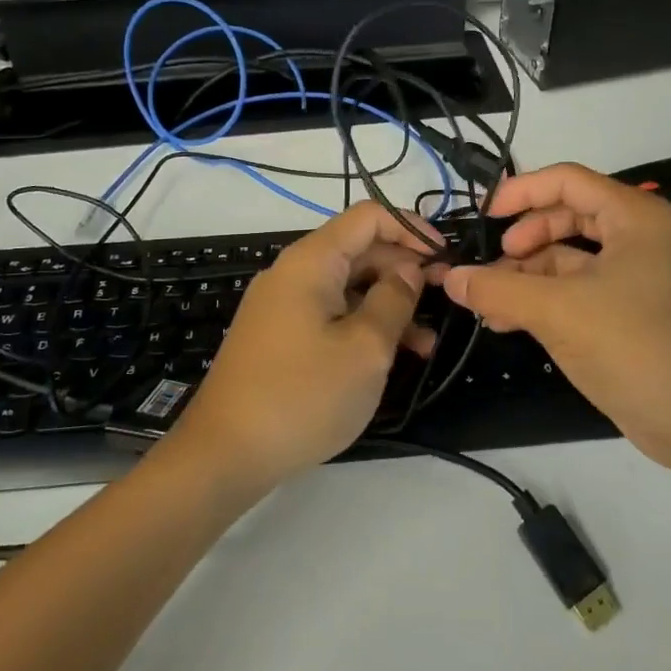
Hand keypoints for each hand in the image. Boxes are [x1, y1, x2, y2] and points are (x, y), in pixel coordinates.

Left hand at [175, 202, 439, 494]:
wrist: (225, 454)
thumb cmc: (303, 395)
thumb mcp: (365, 348)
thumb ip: (395, 300)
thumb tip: (409, 270)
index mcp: (311, 261)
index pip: (368, 216)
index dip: (411, 228)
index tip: (445, 257)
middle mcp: (294, 273)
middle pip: (359, 250)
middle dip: (405, 269)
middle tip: (445, 300)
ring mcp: (283, 306)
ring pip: (348, 287)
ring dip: (389, 305)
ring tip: (427, 344)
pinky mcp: (280, 337)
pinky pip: (331, 315)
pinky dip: (363, 326)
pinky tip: (391, 357)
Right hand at [440, 163, 670, 472]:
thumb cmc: (636, 347)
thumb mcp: (558, 312)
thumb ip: (498, 290)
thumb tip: (450, 278)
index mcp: (634, 217)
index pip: (566, 180)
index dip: (520, 192)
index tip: (483, 216)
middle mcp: (639, 237)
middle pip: (566, 216)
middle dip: (523, 240)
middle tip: (492, 267)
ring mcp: (637, 276)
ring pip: (569, 258)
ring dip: (527, 276)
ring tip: (490, 304)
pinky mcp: (631, 311)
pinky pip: (578, 290)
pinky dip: (544, 300)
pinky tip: (509, 322)